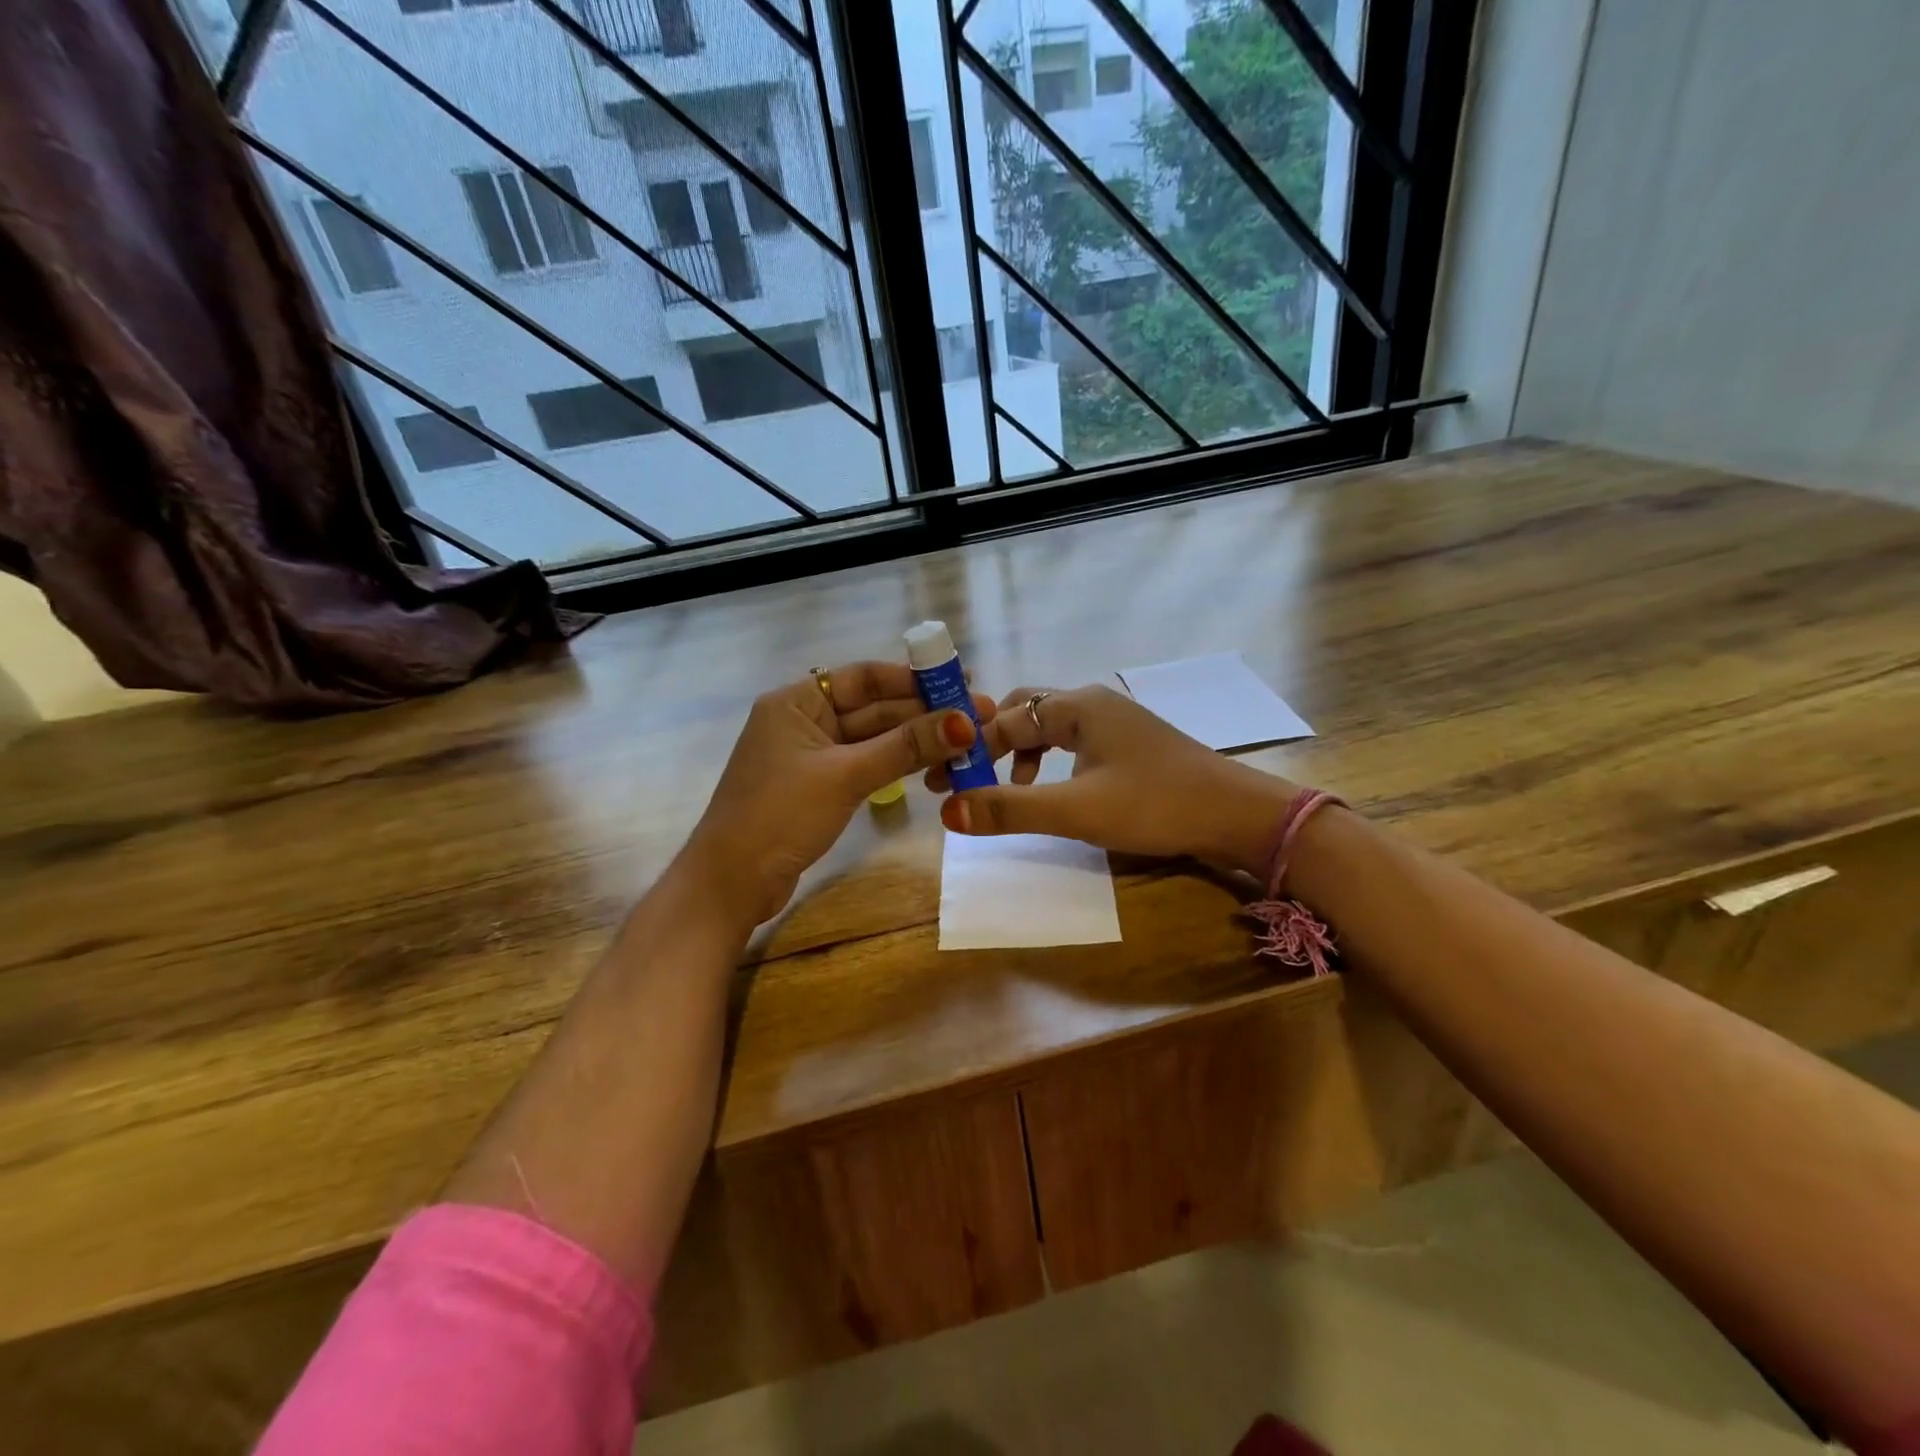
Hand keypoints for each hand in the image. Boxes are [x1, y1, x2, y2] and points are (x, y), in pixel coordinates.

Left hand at [685, 662, 994, 924]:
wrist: (730, 884)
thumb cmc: (779, 816)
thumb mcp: (845, 776)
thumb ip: (904, 747)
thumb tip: (964, 722)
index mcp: (796, 702)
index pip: (864, 677)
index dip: (914, 679)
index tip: (960, 681)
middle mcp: (804, 721)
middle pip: (873, 708)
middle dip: (923, 712)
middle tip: (977, 715)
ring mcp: (812, 756)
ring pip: (873, 739)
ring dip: (915, 740)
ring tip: (967, 741)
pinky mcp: (820, 787)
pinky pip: (866, 764)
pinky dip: (897, 764)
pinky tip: (934, 765)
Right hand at [929, 683, 1298, 875]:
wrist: (1236, 814)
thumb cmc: (1154, 804)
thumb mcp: (1076, 810)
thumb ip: (1010, 809)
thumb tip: (948, 812)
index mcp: (1078, 706)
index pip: (1005, 719)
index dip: (970, 750)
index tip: (941, 782)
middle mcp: (1093, 702)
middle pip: (1025, 711)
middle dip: (992, 743)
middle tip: (966, 776)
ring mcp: (1116, 722)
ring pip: (1050, 726)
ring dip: (1020, 752)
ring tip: (1005, 788)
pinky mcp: (1130, 744)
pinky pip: (1074, 741)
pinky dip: (1049, 761)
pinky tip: (1053, 790)